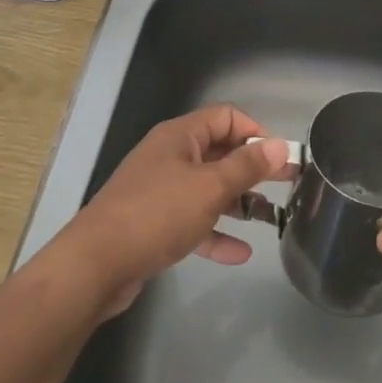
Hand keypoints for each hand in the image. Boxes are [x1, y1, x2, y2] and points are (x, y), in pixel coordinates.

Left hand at [54, 104, 293, 317]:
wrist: (95, 265)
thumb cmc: (157, 214)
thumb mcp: (210, 187)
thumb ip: (247, 166)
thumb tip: (280, 145)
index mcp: (180, 137)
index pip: (225, 117)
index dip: (256, 131)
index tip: (280, 156)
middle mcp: (169, 157)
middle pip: (219, 153)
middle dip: (253, 169)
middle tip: (287, 184)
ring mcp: (159, 191)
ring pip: (207, 189)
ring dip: (238, 202)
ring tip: (270, 219)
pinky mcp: (153, 224)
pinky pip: (192, 222)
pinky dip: (215, 233)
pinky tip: (241, 253)